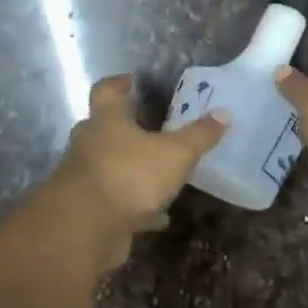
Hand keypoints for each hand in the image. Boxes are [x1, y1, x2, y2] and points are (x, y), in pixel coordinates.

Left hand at [47, 74, 228, 264]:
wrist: (85, 228)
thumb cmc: (129, 175)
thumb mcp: (176, 154)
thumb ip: (199, 135)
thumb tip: (223, 114)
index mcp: (107, 120)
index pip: (107, 90)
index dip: (119, 83)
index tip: (131, 80)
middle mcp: (89, 143)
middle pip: (103, 128)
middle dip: (125, 128)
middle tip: (149, 127)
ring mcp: (84, 178)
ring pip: (109, 166)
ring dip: (130, 169)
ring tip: (158, 174)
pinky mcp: (88, 210)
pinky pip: (115, 201)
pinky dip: (135, 206)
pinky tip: (158, 217)